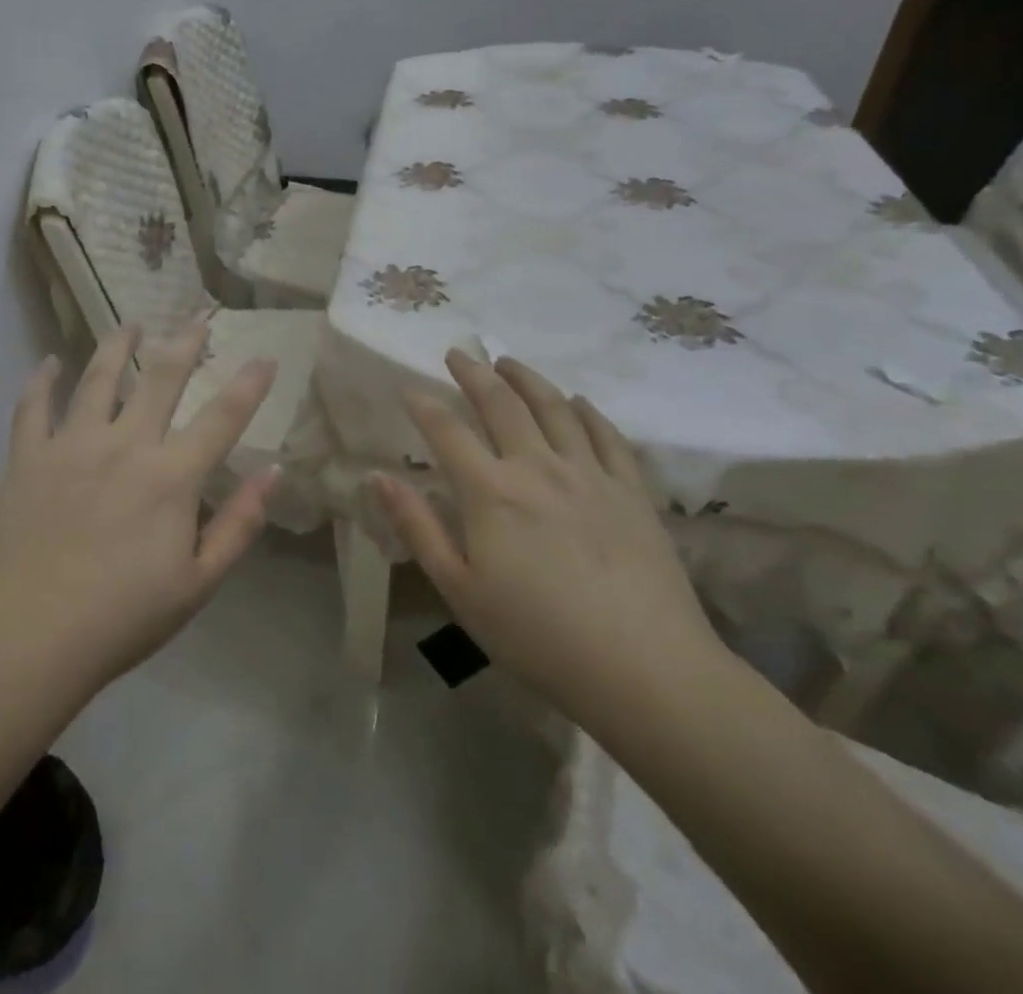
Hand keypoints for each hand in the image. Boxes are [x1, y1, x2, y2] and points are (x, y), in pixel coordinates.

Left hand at [0, 323, 278, 696]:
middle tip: (198, 317)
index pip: (222, 417)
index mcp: (170, 477)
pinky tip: (47, 362)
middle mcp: (124, 445)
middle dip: (185, 342)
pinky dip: (41, 380)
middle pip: (161, 378)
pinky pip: (33, 407)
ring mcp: (70, 446)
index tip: (266, 355)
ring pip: (98, 377)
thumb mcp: (197, 585)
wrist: (24, 642)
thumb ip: (239, 526)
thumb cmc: (120, 620)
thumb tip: (273, 473)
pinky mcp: (27, 458)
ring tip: (131, 325)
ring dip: (118, 345)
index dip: (249, 384)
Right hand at [375, 350, 720, 732]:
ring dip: (527, 379)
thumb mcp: (460, 589)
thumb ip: (417, 527)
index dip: (423, 404)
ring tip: (509, 362)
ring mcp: (589, 474)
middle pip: (501, 404)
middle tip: (459, 352)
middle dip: (474, 372)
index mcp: (491, 492)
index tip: (409, 388)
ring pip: (554, 407)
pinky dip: (587, 411)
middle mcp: (537, 467)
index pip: (447, 431)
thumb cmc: (538, 636)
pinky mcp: (631, 491)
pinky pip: (607, 435)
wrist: (644, 669)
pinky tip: (577, 401)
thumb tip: (378, 478)